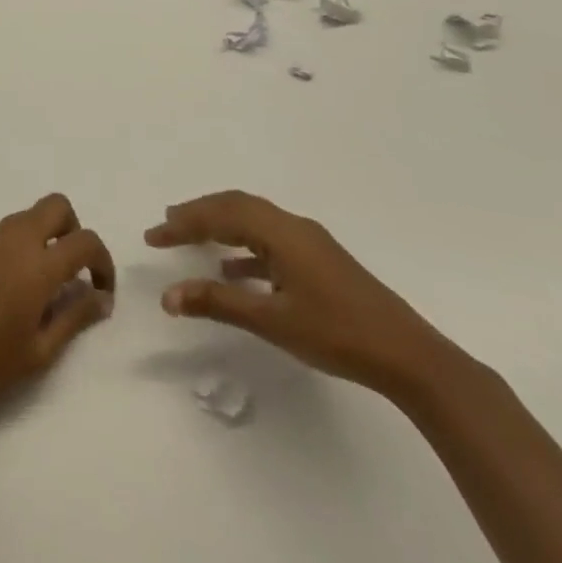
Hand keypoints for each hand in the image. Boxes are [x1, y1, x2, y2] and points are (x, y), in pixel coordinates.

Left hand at [0, 193, 114, 430]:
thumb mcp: (41, 351)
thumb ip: (75, 316)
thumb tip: (102, 298)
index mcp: (37, 266)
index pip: (85, 240)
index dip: (103, 261)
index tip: (101, 290)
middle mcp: (13, 240)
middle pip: (56, 206)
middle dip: (74, 231)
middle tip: (72, 272)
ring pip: (28, 215)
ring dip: (46, 236)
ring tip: (43, 284)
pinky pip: (4, 232)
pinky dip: (20, 245)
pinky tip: (12, 286)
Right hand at [146, 190, 450, 398]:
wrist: (409, 356)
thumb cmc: (337, 334)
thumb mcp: (272, 321)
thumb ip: (218, 304)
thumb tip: (169, 295)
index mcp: (280, 232)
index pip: (220, 215)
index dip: (184, 223)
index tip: (153, 235)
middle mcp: (293, 226)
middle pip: (236, 206)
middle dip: (198, 214)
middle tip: (166, 226)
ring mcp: (309, 242)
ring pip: (253, 220)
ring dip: (220, 225)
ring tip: (191, 237)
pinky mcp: (319, 260)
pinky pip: (270, 239)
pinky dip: (244, 247)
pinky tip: (233, 272)